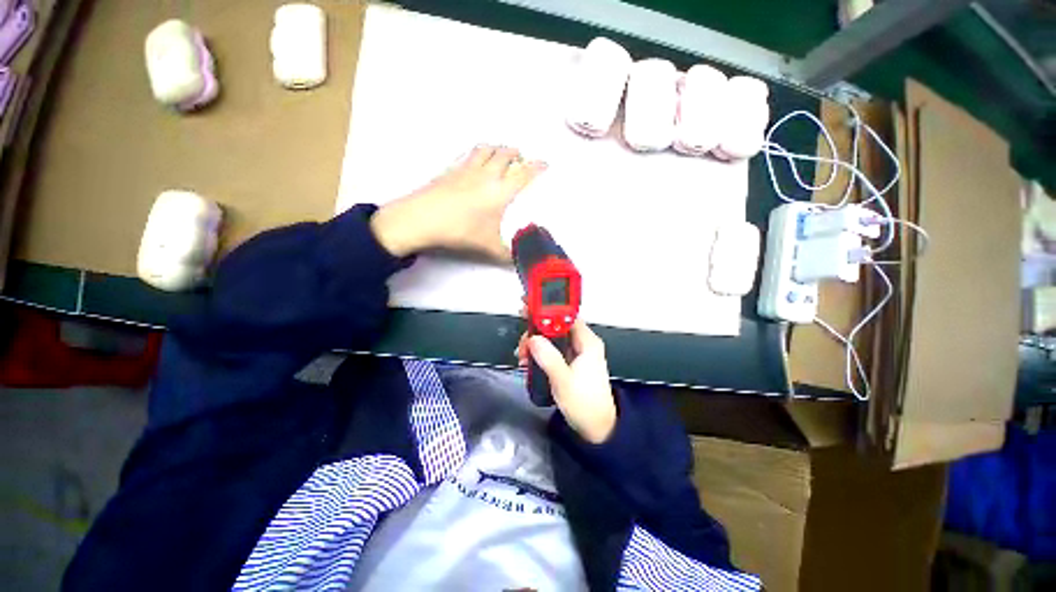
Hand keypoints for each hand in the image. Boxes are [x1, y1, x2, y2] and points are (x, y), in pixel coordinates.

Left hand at [370, 145, 546, 259]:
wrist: (421, 219)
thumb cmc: (460, 231)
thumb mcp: (489, 247)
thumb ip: (508, 255)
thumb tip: (521, 261)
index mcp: (500, 191)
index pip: (525, 174)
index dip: (538, 167)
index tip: (545, 164)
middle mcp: (487, 174)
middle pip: (506, 154)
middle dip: (517, 154)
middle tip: (522, 160)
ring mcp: (467, 168)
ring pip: (487, 149)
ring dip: (498, 148)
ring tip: (502, 155)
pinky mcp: (451, 169)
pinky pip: (469, 153)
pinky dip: (479, 152)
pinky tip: (477, 160)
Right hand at [517, 320, 616, 443]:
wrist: (597, 428)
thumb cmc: (584, 404)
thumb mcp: (564, 380)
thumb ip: (548, 358)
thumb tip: (533, 338)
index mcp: (587, 343)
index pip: (567, 316)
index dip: (548, 310)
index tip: (528, 310)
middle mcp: (583, 344)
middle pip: (556, 326)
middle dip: (537, 332)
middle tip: (522, 345)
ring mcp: (576, 353)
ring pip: (552, 339)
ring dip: (536, 345)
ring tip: (523, 357)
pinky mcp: (570, 363)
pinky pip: (553, 351)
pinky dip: (540, 354)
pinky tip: (529, 363)